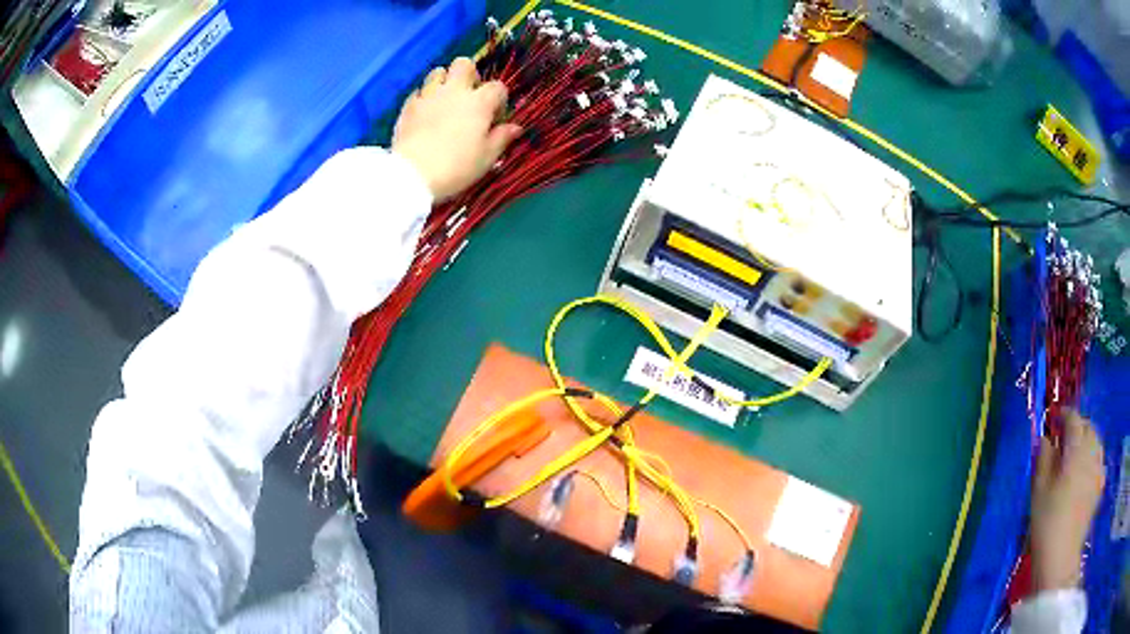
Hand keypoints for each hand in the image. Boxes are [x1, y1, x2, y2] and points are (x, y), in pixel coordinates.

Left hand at [392, 57, 522, 201]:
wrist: (413, 173)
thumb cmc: (456, 166)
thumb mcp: (486, 157)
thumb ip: (501, 138)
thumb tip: (515, 128)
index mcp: (479, 102)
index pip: (497, 87)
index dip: (499, 100)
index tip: (494, 118)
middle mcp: (454, 91)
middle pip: (464, 64)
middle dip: (469, 75)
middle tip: (469, 96)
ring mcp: (429, 96)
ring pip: (438, 72)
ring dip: (444, 81)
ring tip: (445, 100)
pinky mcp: (409, 106)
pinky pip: (418, 92)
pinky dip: (423, 98)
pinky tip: (425, 113)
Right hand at [1029, 410, 1105, 591]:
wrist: (1061, 557)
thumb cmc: (1047, 524)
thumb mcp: (1039, 493)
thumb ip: (1043, 460)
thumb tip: (1045, 439)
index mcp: (1076, 450)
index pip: (1073, 420)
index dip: (1065, 415)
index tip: (1055, 419)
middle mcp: (1091, 451)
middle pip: (1088, 427)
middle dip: (1078, 427)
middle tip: (1065, 439)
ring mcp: (1098, 468)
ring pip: (1096, 441)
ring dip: (1087, 440)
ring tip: (1076, 454)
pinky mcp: (1100, 484)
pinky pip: (1099, 460)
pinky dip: (1093, 458)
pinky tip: (1086, 473)